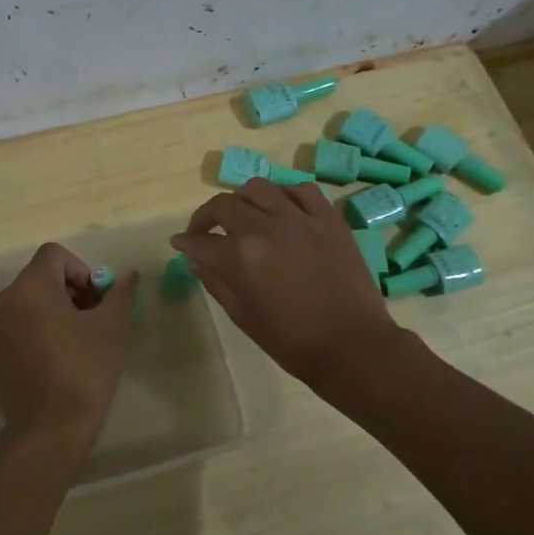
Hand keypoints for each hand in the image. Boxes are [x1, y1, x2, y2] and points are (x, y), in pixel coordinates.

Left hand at [0, 244, 138, 455]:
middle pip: (43, 276)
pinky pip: (23, 323)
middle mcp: (7, 300)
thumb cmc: (83, 370)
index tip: (99, 298)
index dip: (83, 268)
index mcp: (31, 287)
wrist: (48, 430)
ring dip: (61, 308)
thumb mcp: (111, 327)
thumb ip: (120, 293)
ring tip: (85, 338)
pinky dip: (44, 327)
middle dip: (74, 289)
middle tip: (98, 317)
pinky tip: (65, 357)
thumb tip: (129, 274)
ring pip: (33, 300)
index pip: (55, 254)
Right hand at [171, 178, 397, 383]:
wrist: (353, 346)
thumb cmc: (293, 342)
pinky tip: (281, 208)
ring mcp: (301, 219)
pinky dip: (285, 195)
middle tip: (204, 230)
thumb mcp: (244, 317)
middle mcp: (267, 229)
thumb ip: (216, 283)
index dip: (186, 242)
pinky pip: (302, 190)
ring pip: (259, 188)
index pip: (201, 241)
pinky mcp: (329, 219)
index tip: (180, 242)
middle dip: (205, 217)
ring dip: (241, 199)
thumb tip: (196, 260)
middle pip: (224, 206)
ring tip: (242, 214)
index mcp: (242, 258)